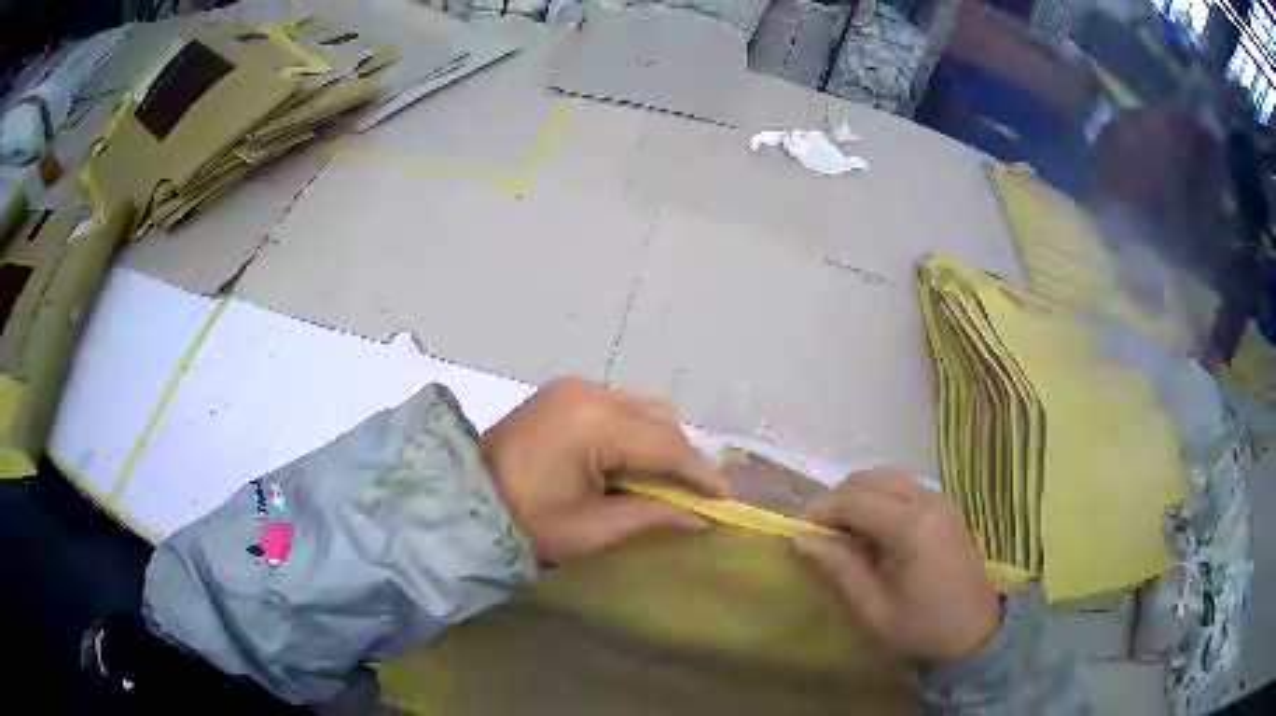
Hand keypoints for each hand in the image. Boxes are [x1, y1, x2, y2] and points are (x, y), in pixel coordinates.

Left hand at [479, 377, 728, 564]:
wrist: (465, 498)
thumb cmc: (526, 522)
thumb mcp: (592, 529)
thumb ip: (651, 516)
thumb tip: (698, 516)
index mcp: (593, 423)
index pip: (666, 445)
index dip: (701, 472)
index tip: (727, 497)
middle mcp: (589, 391)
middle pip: (658, 420)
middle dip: (683, 457)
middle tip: (698, 493)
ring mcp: (574, 386)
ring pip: (641, 407)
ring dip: (660, 440)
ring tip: (669, 478)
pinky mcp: (563, 390)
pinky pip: (617, 403)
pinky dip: (635, 428)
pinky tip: (635, 456)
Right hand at [793, 469, 999, 665]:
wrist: (975, 634)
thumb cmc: (921, 628)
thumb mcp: (873, 608)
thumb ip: (839, 568)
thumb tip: (800, 538)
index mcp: (912, 526)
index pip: (855, 501)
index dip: (822, 512)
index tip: (798, 531)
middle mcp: (928, 501)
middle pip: (871, 478)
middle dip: (840, 499)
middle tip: (822, 534)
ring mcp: (940, 501)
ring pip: (888, 478)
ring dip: (860, 497)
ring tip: (846, 534)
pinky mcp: (946, 508)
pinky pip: (904, 488)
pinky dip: (881, 499)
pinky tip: (875, 533)